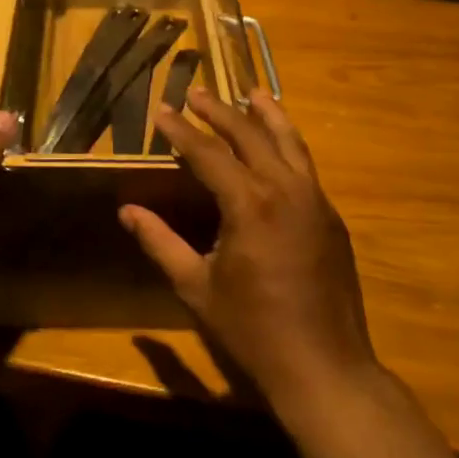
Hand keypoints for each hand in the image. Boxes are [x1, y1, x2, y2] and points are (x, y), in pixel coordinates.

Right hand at [120, 88, 380, 414]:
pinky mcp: (331, 217)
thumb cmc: (253, 329)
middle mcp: (286, 191)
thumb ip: (160, 243)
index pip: (209, 154)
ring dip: (268, 115)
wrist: (324, 365)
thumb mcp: (196, 287)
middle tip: (197, 92)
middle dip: (221, 112)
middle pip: (251, 136)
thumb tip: (127, 211)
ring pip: (290, 143)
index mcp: (250, 205)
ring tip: (253, 93)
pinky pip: (306, 167)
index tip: (162, 110)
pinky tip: (279, 144)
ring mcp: (315, 201)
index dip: (182, 131)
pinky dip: (288, 145)